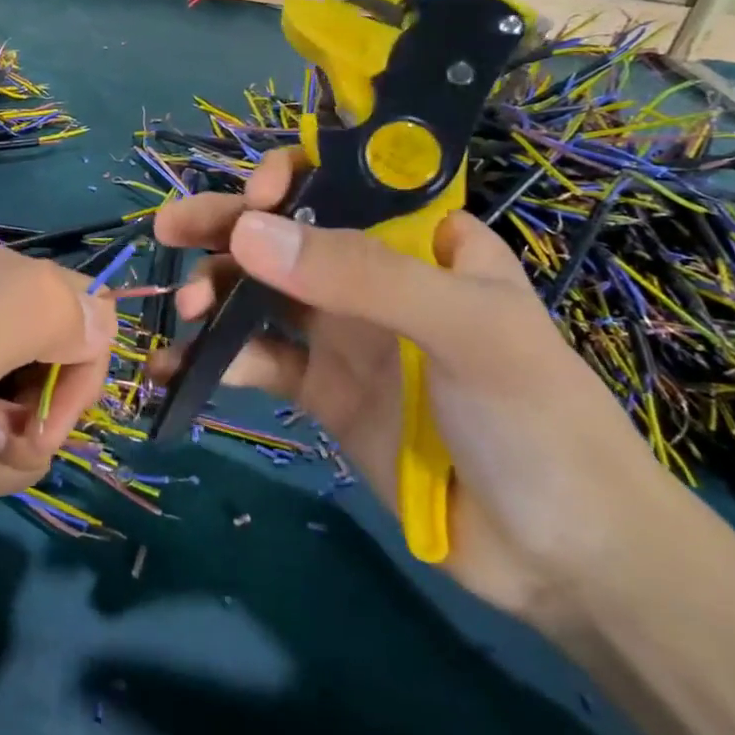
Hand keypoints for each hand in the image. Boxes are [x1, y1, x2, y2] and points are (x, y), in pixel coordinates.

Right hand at [153, 149, 679, 625]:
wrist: (564, 557)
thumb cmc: (536, 418)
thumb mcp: (464, 329)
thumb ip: (359, 275)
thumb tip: (246, 231)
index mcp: (420, 240)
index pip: (345, 182)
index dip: (294, 177)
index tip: (257, 198)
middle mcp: (374, 275)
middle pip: (287, 231)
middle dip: (228, 225)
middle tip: (171, 229)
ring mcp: (343, 333)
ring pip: (261, 291)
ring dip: (216, 290)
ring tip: (189, 308)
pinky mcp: (320, 389)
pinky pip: (257, 359)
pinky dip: (215, 358)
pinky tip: (178, 367)